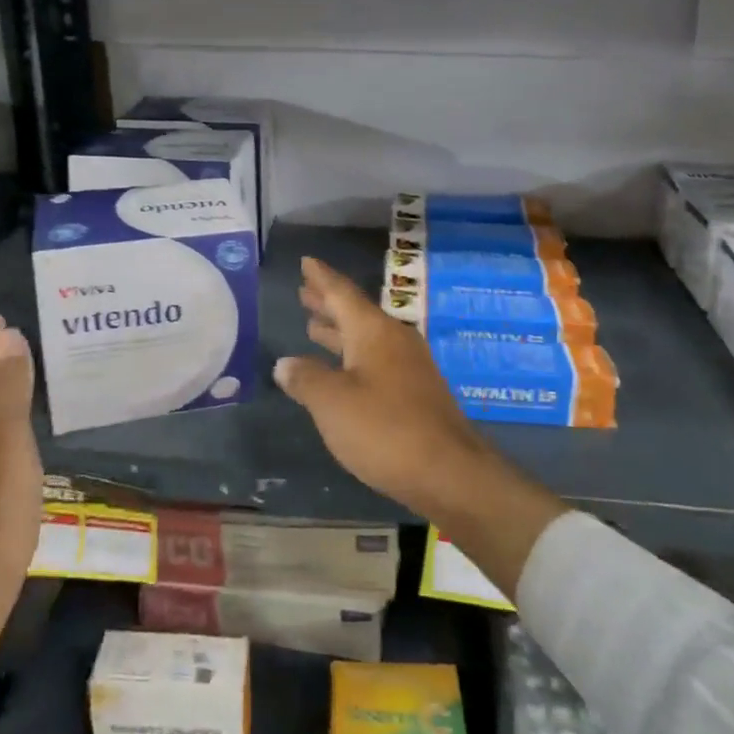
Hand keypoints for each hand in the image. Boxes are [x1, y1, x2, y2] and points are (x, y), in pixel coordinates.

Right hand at [273, 257, 490, 516]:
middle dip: (328, 304)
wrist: (449, 472)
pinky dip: (353, 356)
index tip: (307, 261)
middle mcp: (394, 340)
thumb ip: (306, 379)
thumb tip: (285, 363)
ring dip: (339, 331)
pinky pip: (376, 360)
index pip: (342, 293)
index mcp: (373, 331)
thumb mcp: (332, 403)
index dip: (321, 278)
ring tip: (314, 325)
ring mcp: (409, 366)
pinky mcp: (416, 393)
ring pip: (366, 338)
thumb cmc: (384, 429)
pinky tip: (342, 371)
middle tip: (304, 292)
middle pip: (355, 313)